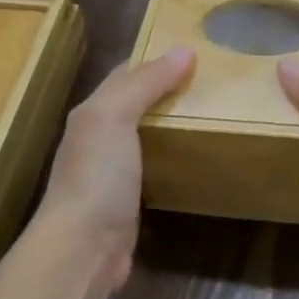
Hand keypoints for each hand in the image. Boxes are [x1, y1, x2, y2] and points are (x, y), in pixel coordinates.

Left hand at [35, 46, 194, 295]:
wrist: (84, 248)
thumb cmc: (97, 175)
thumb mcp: (115, 117)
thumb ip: (146, 83)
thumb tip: (184, 50)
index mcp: (93, 112)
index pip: (125, 74)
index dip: (155, 59)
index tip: (195, 50)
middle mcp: (99, 138)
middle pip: (137, 103)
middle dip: (169, 90)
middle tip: (214, 82)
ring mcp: (113, 172)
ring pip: (147, 135)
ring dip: (173, 123)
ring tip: (214, 113)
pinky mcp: (129, 200)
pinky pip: (155, 167)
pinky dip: (174, 157)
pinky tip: (197, 157)